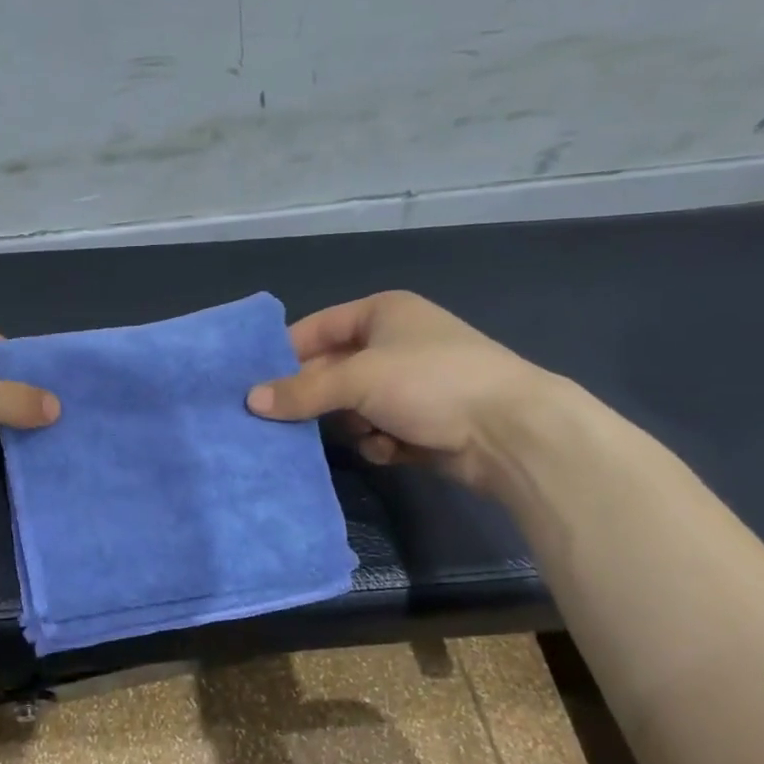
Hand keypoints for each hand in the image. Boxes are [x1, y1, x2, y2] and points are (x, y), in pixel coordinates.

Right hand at [246, 291, 557, 490]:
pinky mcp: (424, 422)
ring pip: (353, 407)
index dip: (284, 355)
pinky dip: (379, 442)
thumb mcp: (357, 380)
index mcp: (381, 313)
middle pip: (333, 372)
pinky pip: (379, 431)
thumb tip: (250, 401)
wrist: (512, 432)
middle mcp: (394, 344)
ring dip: (353, 424)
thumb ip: (301, 391)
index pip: (315, 329)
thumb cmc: (430, 383)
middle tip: (284, 422)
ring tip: (364, 434)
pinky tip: (391, 449)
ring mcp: (411, 385)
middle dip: (317, 398)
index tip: (254, 385)